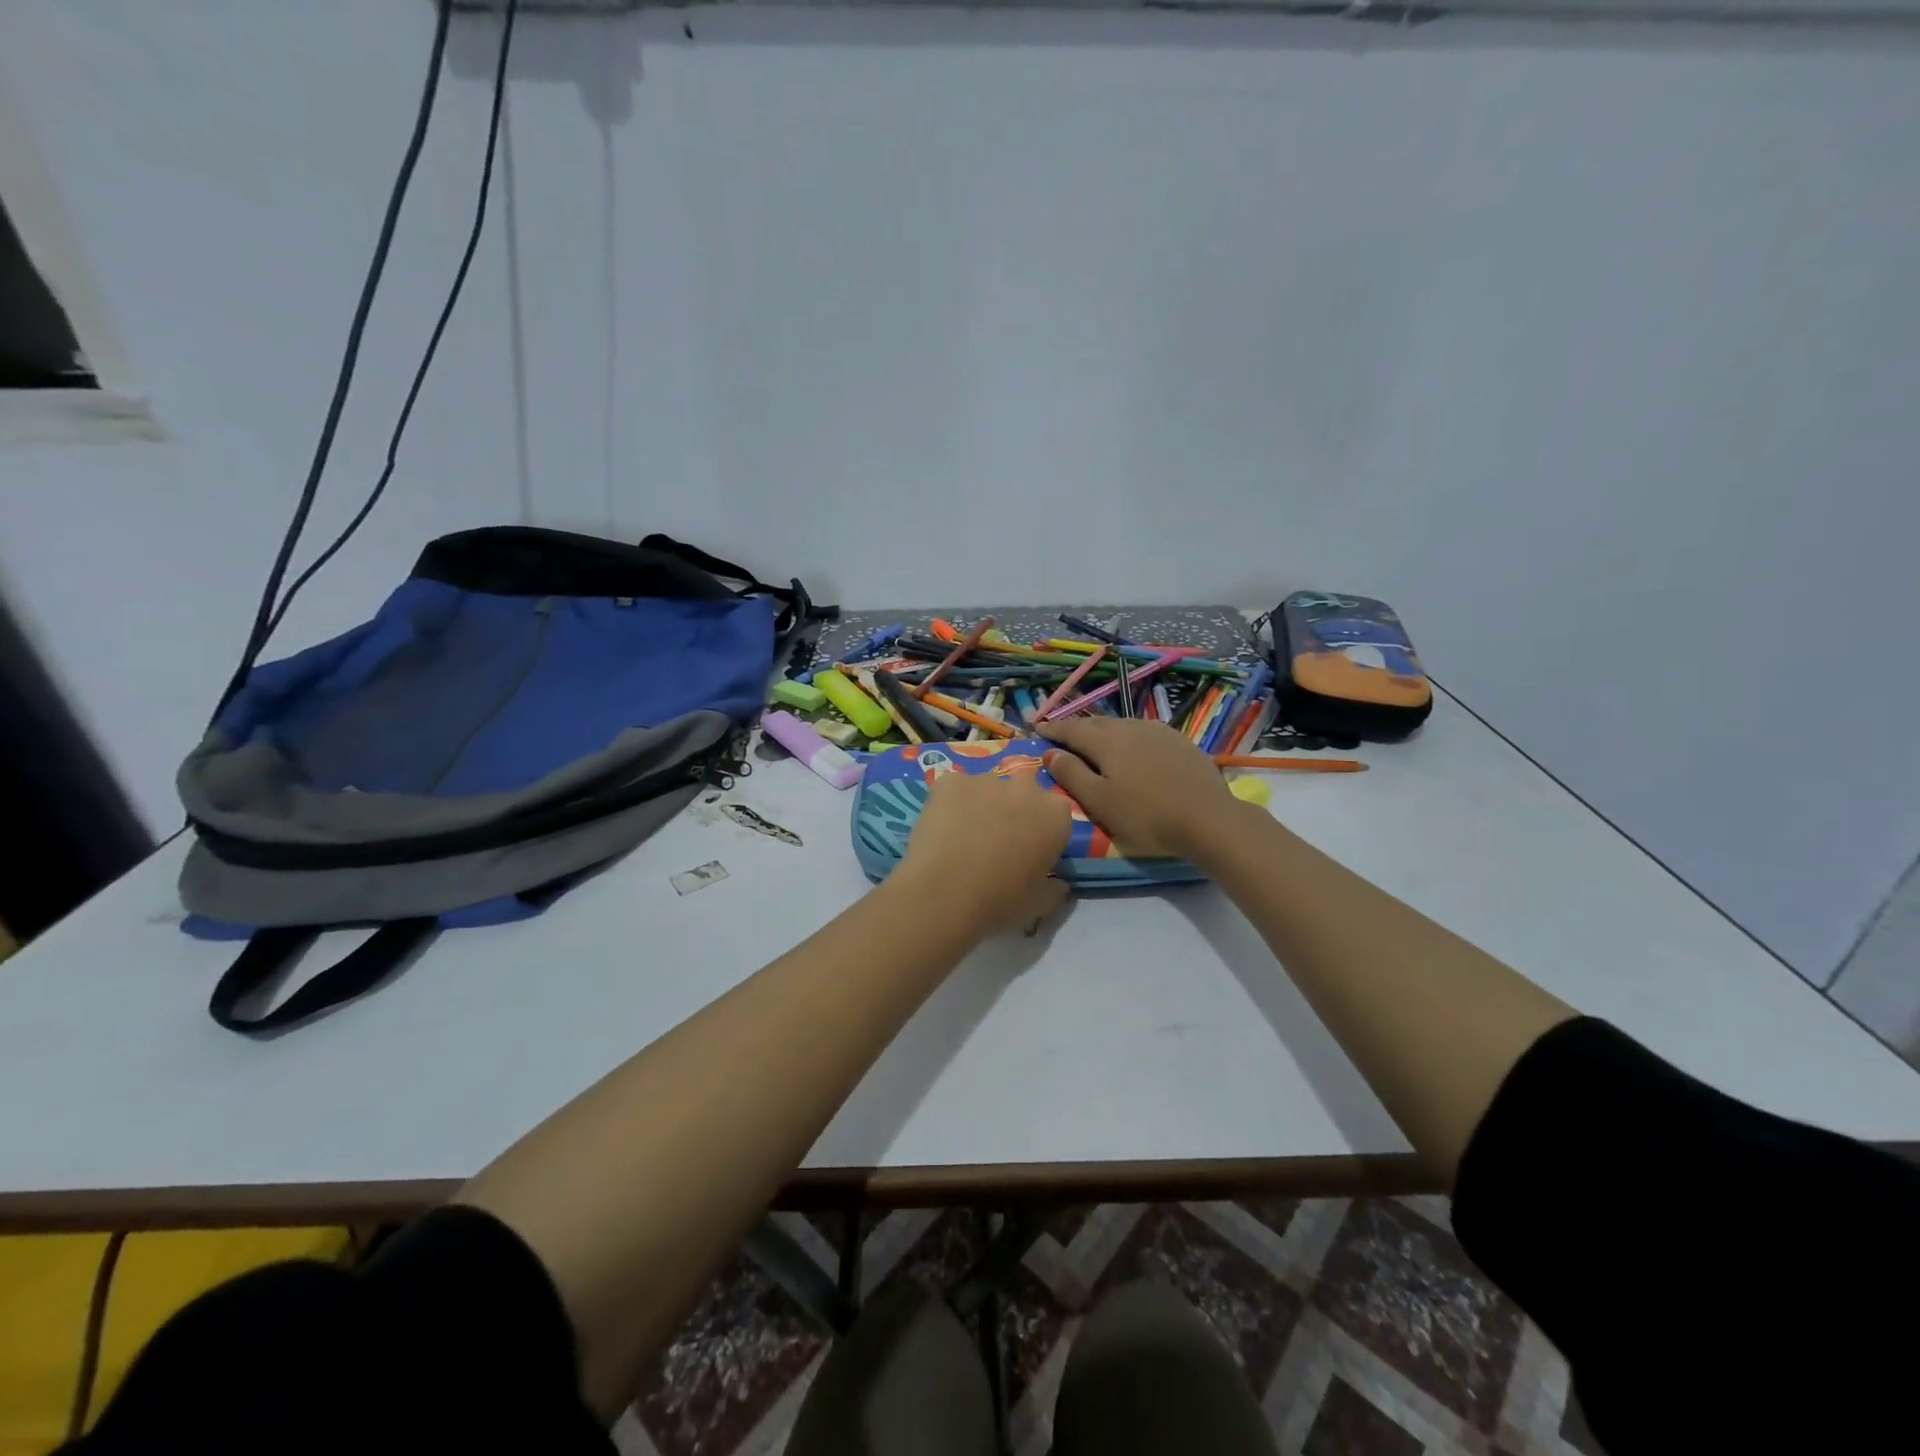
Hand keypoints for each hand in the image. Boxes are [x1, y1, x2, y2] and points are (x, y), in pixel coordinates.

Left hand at [895, 769, 1071, 935]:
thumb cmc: (1000, 900)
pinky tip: (941, 828)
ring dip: (982, 805)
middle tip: (997, 841)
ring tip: (963, 836)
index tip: (1030, 851)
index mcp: (1055, 813)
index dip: (1043, 831)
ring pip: (988, 788)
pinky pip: (954, 788)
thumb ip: (1055, 887)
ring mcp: (986, 779)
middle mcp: (1025, 787)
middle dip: (1014, 809)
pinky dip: (950, 803)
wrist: (943, 893)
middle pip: (1024, 792)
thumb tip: (1057, 882)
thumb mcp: (1040, 903)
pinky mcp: (950, 780)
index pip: (1056, 814)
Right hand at [1034, 717, 1243, 861]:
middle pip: (1095, 722)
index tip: (1035, 728)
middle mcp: (1130, 727)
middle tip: (1060, 734)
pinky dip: (1127, 736)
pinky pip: (1143, 731)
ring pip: (1121, 724)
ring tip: (1093, 740)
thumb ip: (1071, 774)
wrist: (1208, 818)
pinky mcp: (1178, 741)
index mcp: (1106, 741)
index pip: (1071, 729)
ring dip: (1102, 730)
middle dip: (1075, 727)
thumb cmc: (1146, 815)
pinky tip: (1131, 747)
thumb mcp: (1099, 801)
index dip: (1052, 728)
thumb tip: (1050, 753)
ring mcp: (1157, 731)